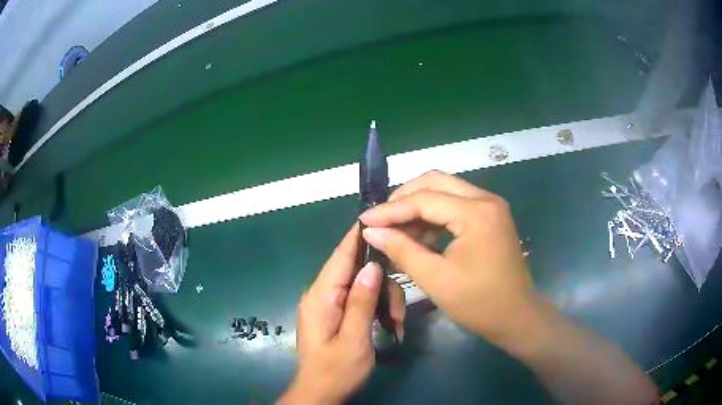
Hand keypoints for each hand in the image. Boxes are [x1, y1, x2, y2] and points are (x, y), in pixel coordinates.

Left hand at [280, 225, 405, 403]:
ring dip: (383, 303)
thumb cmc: (336, 372)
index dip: (357, 236)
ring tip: (394, 327)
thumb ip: (361, 302)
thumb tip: (371, 266)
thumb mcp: (354, 340)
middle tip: (396, 316)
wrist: (320, 394)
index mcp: (321, 297)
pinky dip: (377, 309)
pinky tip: (388, 327)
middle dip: (383, 288)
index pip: (340, 257)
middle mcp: (322, 294)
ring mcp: (329, 304)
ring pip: (364, 286)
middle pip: (357, 272)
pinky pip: (360, 299)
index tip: (376, 216)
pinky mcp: (337, 313)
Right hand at [359, 171, 535, 345]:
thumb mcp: (435, 278)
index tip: (364, 220)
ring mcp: (490, 207)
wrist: (516, 317)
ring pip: (446, 191)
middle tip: (381, 219)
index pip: (424, 199)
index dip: (390, 209)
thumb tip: (370, 231)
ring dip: (419, 206)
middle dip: (404, 198)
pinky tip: (419, 235)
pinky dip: (434, 216)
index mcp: (476, 213)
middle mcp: (485, 200)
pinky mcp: (490, 217)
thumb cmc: (478, 303)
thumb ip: (401, 249)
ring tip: (395, 229)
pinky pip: (456, 205)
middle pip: (436, 182)